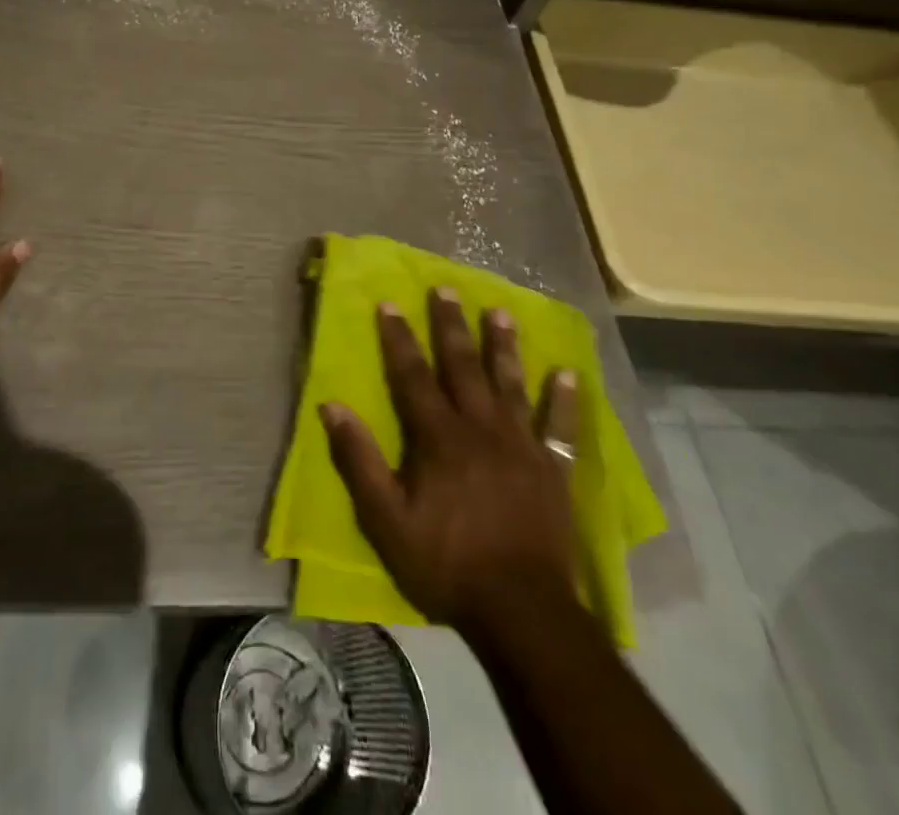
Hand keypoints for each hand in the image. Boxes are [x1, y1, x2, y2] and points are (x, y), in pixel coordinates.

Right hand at [321, 289, 579, 630]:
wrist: (522, 611)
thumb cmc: (446, 563)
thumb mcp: (386, 519)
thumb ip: (359, 460)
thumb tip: (331, 406)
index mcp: (439, 437)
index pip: (413, 375)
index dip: (398, 338)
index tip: (389, 302)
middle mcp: (481, 428)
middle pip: (463, 366)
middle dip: (451, 325)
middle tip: (446, 287)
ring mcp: (522, 445)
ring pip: (510, 383)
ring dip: (503, 346)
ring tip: (500, 311)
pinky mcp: (552, 469)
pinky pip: (561, 426)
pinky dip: (565, 399)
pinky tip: (567, 372)